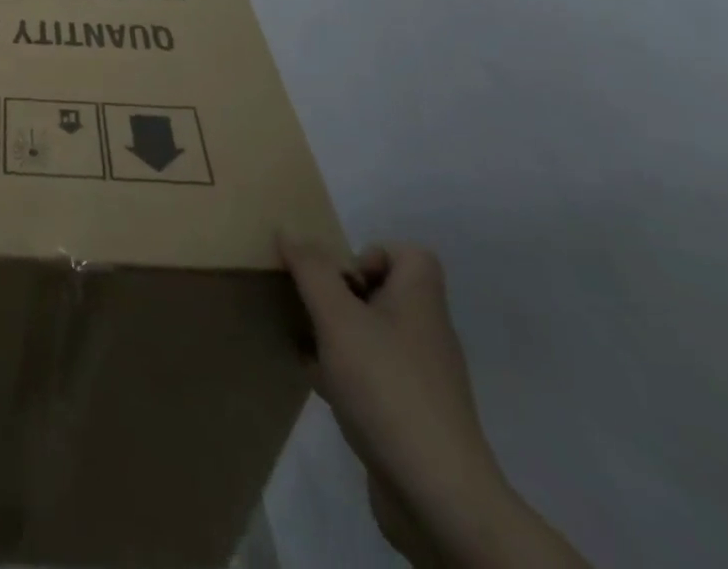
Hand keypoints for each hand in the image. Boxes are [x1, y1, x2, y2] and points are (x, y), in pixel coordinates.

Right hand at [282, 240, 506, 565]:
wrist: (437, 496)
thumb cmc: (387, 387)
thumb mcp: (337, 317)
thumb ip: (311, 270)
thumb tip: (289, 231)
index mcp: (420, 302)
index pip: (410, 255)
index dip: (372, 253)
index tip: (341, 279)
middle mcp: (426, 334)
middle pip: (385, 292)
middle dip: (342, 294)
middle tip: (313, 307)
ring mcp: (422, 379)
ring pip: (374, 336)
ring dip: (338, 334)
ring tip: (307, 343)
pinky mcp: (412, 417)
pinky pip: (374, 377)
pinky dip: (346, 373)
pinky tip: (319, 385)